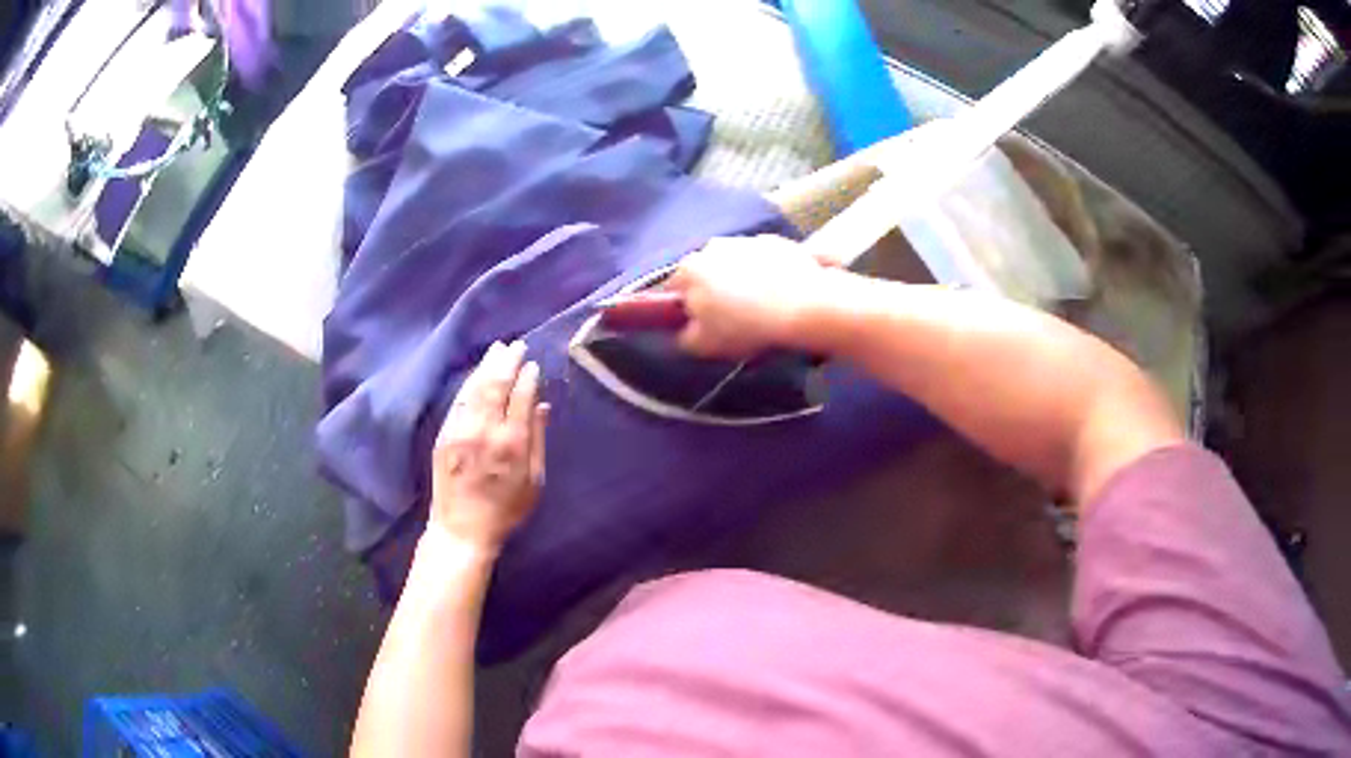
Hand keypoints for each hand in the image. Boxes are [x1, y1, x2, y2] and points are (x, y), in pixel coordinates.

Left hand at [430, 341, 547, 553]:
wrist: (462, 528)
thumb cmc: (505, 510)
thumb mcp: (534, 482)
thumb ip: (538, 440)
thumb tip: (542, 406)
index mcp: (512, 442)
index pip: (521, 396)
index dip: (528, 377)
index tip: (533, 364)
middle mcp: (486, 430)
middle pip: (496, 384)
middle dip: (507, 361)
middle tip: (516, 345)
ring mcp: (461, 429)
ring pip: (475, 387)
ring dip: (487, 365)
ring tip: (497, 349)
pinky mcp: (445, 433)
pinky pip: (458, 400)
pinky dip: (469, 382)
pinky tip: (477, 373)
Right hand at [666, 235, 836, 357]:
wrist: (803, 306)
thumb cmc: (746, 326)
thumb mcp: (704, 345)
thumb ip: (685, 337)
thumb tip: (685, 331)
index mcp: (689, 269)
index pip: (674, 288)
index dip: (686, 308)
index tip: (701, 324)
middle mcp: (713, 246)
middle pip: (706, 271)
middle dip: (715, 289)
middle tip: (733, 317)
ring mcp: (747, 240)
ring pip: (736, 262)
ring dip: (743, 279)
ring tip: (761, 307)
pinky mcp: (778, 241)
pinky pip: (766, 259)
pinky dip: (769, 272)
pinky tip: (782, 294)